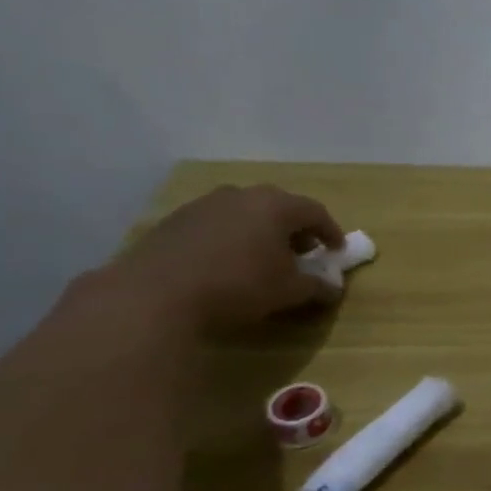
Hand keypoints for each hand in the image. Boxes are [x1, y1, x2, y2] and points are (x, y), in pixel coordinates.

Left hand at [103, 184, 346, 331]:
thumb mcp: (289, 291)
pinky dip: (231, 238)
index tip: (336, 251)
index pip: (315, 212)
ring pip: (245, 213)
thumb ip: (316, 286)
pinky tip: (226, 263)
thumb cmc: (238, 286)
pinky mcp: (174, 221)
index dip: (331, 231)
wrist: (154, 295)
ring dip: (260, 232)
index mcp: (276, 205)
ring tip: (263, 258)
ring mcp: (204, 205)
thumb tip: (332, 288)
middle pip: (279, 207)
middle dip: (295, 229)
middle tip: (302, 252)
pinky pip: (216, 224)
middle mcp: (242, 195)